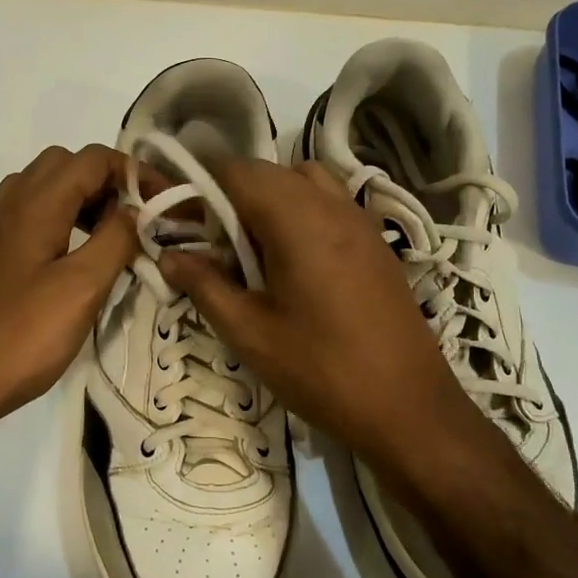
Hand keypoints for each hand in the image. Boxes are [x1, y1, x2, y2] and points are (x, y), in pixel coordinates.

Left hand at [0, 144, 137, 433]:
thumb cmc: (22, 336)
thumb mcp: (83, 288)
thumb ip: (116, 239)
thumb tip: (136, 209)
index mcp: (36, 204)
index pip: (92, 158)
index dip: (133, 172)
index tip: (162, 205)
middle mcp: (6, 207)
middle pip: (61, 166)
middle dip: (103, 182)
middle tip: (130, 223)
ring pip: (33, 192)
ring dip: (72, 202)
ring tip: (97, 241)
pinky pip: (10, 227)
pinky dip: (38, 230)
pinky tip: (43, 263)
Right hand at [157, 158, 480, 480]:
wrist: (408, 407)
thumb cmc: (321, 370)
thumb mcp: (250, 332)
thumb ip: (205, 285)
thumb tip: (169, 256)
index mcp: (297, 218)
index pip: (237, 170)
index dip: (200, 185)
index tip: (180, 220)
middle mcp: (332, 205)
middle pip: (270, 172)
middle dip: (232, 195)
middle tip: (210, 241)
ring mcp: (361, 221)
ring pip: (304, 182)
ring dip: (270, 201)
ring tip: (254, 251)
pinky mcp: (377, 243)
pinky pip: (330, 205)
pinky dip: (301, 214)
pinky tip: (293, 265)